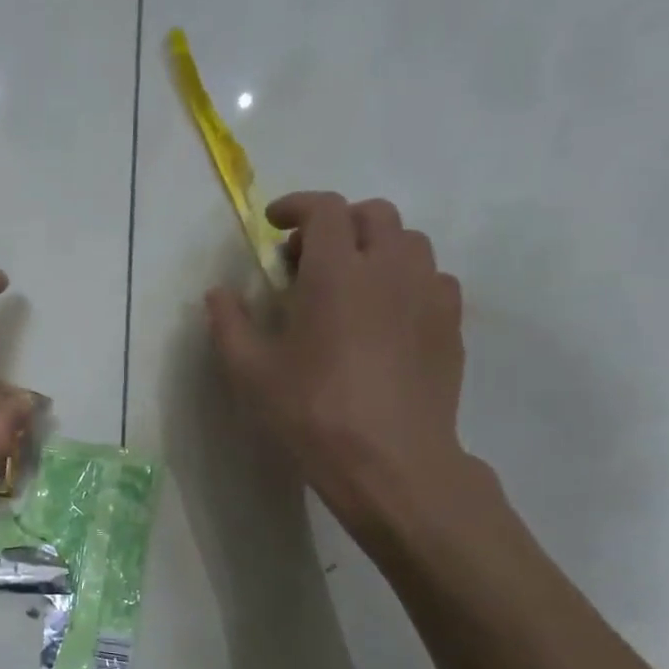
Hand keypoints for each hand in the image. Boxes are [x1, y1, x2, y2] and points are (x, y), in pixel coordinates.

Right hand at [205, 192, 477, 543]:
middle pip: (373, 214)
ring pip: (409, 242)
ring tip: (350, 285)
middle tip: (308, 261)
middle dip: (337, 224)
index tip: (275, 224)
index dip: (297, 206)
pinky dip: (405, 279)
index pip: (325, 209)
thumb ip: (229, 324)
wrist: (390, 461)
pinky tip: (386, 315)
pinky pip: (432, 278)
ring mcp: (428, 293)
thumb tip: (217, 293)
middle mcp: (390, 268)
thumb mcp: (251, 373)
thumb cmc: (312, 413)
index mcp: (337, 272)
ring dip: (375, 248)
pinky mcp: (451, 323)